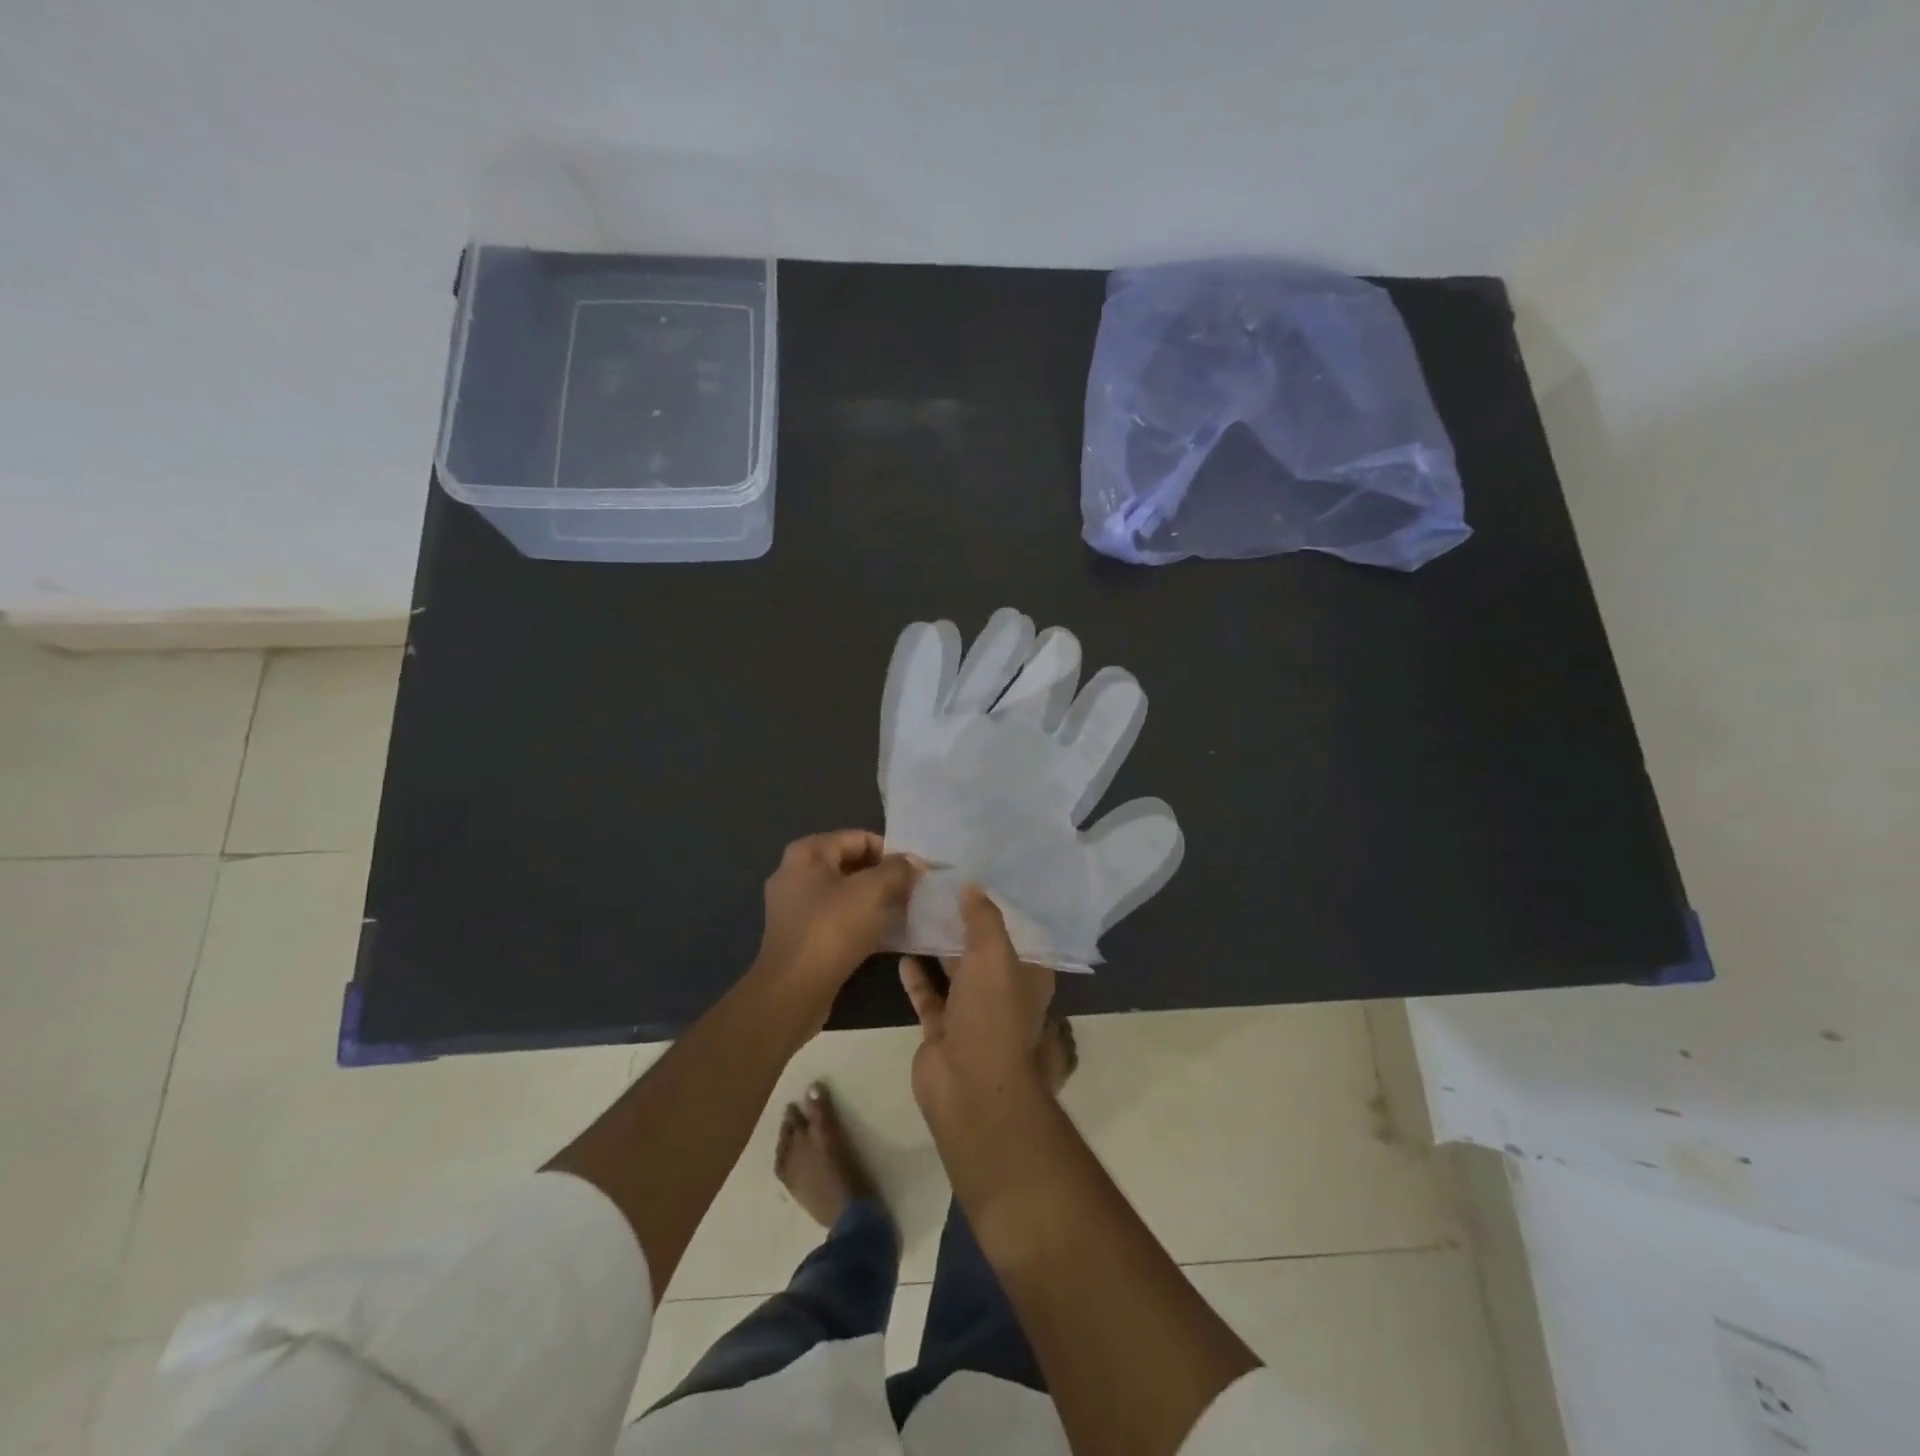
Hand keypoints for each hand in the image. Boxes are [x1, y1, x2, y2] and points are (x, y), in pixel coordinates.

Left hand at [756, 830, 921, 1029]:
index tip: (916, 872)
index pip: (859, 838)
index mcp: (807, 853)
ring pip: (845, 894)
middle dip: (884, 877)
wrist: (793, 991)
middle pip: (851, 864)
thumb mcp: (872, 892)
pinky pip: (838, 918)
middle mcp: (795, 874)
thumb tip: (913, 862)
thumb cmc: (832, 930)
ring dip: (875, 901)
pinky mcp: (801, 936)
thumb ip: (897, 870)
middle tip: (914, 892)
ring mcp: (795, 907)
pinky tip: (887, 936)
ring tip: (905, 912)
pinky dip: (861, 922)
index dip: (891, 852)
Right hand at [900, 884, 1055, 1132]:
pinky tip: (901, 950)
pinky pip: (928, 994)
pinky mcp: (942, 1029)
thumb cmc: (992, 1015)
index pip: (1018, 931)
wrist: (969, 1087)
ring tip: (915, 910)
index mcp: (1027, 973)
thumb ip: (983, 918)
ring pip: (954, 970)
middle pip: (982, 948)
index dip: (1001, 905)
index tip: (977, 875)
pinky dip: (917, 975)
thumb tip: (973, 885)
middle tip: (937, 886)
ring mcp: (971, 1012)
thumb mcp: (994, 955)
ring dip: (938, 945)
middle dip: (963, 921)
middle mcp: (1003, 990)